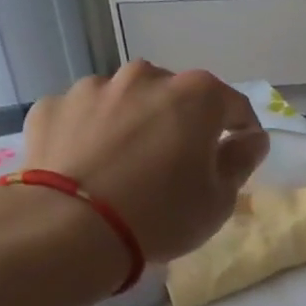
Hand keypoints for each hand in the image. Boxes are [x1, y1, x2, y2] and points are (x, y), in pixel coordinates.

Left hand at [20, 61, 269, 263]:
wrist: (70, 228)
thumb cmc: (161, 215)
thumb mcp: (219, 200)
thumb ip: (241, 161)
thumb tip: (252, 138)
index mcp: (195, 95)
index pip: (233, 105)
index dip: (242, 130)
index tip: (239, 154)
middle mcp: (145, 77)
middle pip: (175, 97)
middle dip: (182, 124)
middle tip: (178, 166)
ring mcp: (93, 87)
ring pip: (126, 102)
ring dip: (134, 125)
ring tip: (127, 167)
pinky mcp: (52, 107)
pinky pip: (83, 118)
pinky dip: (91, 135)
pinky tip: (88, 168)